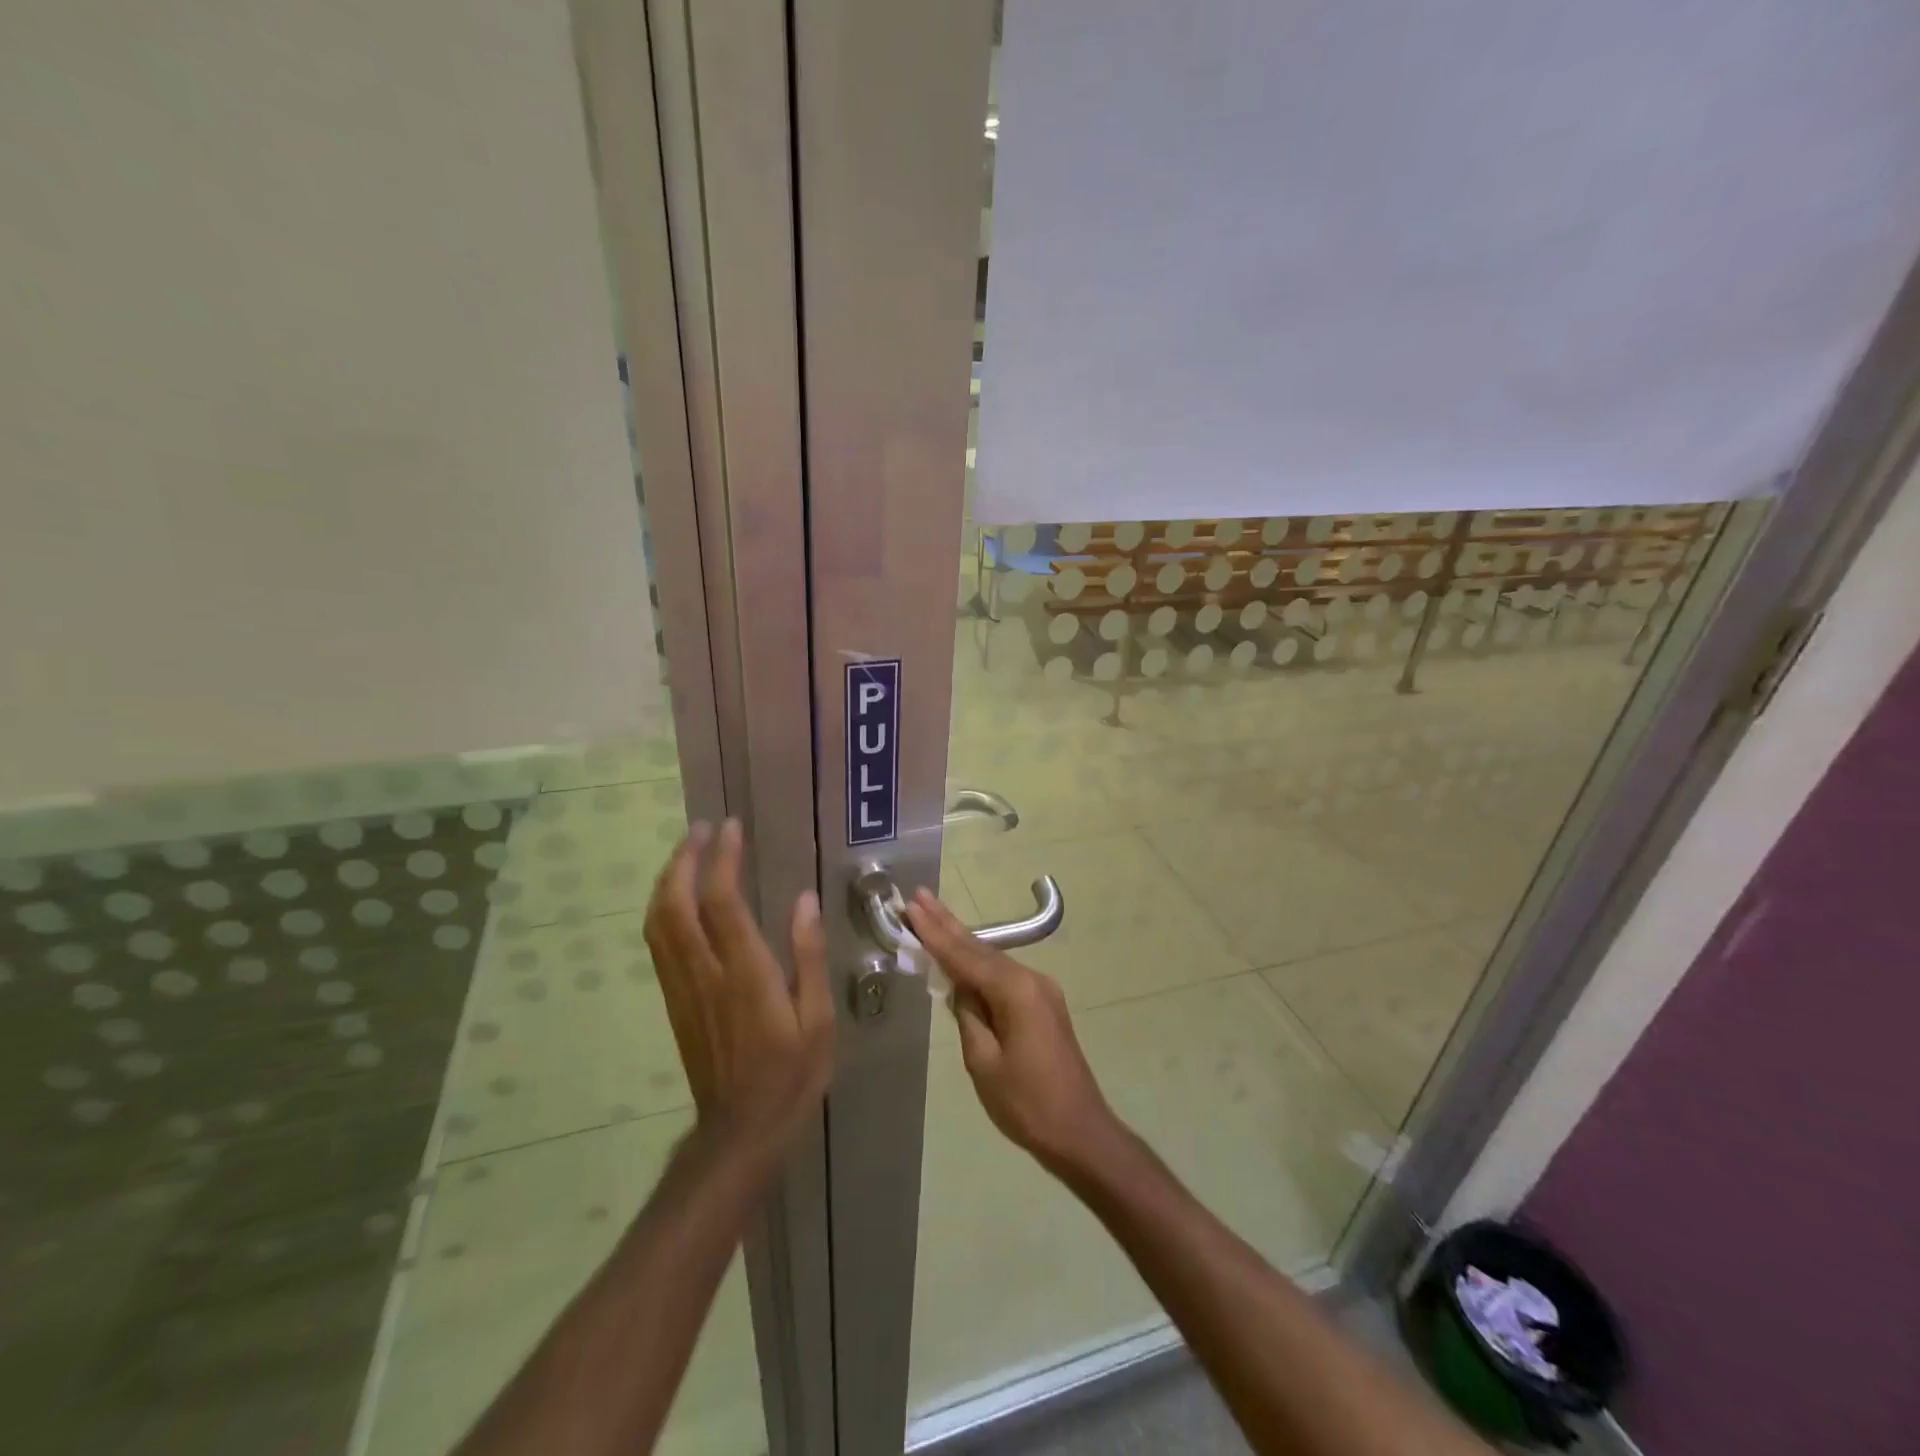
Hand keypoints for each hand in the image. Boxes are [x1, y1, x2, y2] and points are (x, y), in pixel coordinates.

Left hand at [645, 821, 833, 1166]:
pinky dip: (663, 909)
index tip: (731, 828)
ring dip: (668, 880)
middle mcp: (705, 974)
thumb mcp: (818, 1019)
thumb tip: (804, 900)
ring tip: (687, 852)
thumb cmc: (790, 1074)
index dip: (722, 860)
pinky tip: (677, 898)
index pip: (722, 903)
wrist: (740, 1132)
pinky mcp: (674, 1001)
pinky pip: (659, 944)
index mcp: (745, 975)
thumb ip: (808, 956)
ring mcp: (683, 988)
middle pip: (677, 905)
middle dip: (685, 860)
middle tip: (702, 829)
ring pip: (659, 923)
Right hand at [905, 889, 1120, 1173]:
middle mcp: (1031, 979)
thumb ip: (968, 1016)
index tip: (913, 906)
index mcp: (1016, 990)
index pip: (964, 956)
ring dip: (962, 943)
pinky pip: (1004, 977)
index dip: (935, 933)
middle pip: (980, 948)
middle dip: (947, 924)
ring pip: (993, 960)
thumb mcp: (983, 1062)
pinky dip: (978, 966)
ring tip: (932, 918)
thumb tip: (961, 989)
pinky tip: (961, 959)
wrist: (1080, 1132)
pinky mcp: (1043, 1005)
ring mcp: (1041, 990)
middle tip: (920, 897)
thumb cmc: (1027, 1104)